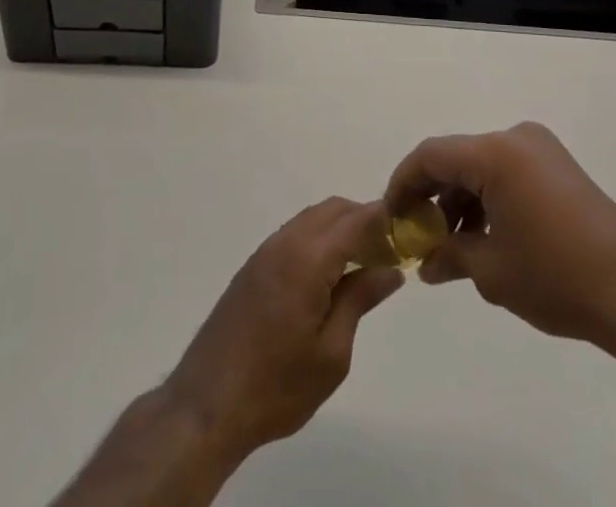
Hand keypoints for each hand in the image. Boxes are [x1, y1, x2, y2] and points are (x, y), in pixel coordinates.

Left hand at [162, 198, 402, 464]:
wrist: (206, 405)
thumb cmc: (276, 386)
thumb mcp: (331, 353)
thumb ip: (360, 300)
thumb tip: (390, 269)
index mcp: (308, 258)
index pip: (356, 219)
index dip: (385, 218)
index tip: (409, 231)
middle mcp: (286, 242)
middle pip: (334, 210)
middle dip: (365, 220)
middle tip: (389, 252)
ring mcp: (266, 251)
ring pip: (313, 219)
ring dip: (341, 229)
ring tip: (364, 264)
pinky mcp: (254, 267)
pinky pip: (296, 234)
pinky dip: (320, 240)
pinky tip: (329, 275)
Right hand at [385, 121, 615, 348]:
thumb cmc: (555, 277)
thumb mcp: (492, 270)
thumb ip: (450, 255)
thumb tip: (425, 262)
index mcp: (497, 153)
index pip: (432, 155)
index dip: (404, 182)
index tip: (389, 216)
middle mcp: (516, 138)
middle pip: (457, 156)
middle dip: (432, 194)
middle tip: (416, 234)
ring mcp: (540, 149)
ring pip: (482, 165)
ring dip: (460, 198)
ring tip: (449, 245)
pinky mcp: (557, 166)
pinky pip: (507, 171)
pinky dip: (487, 197)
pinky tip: (482, 235)